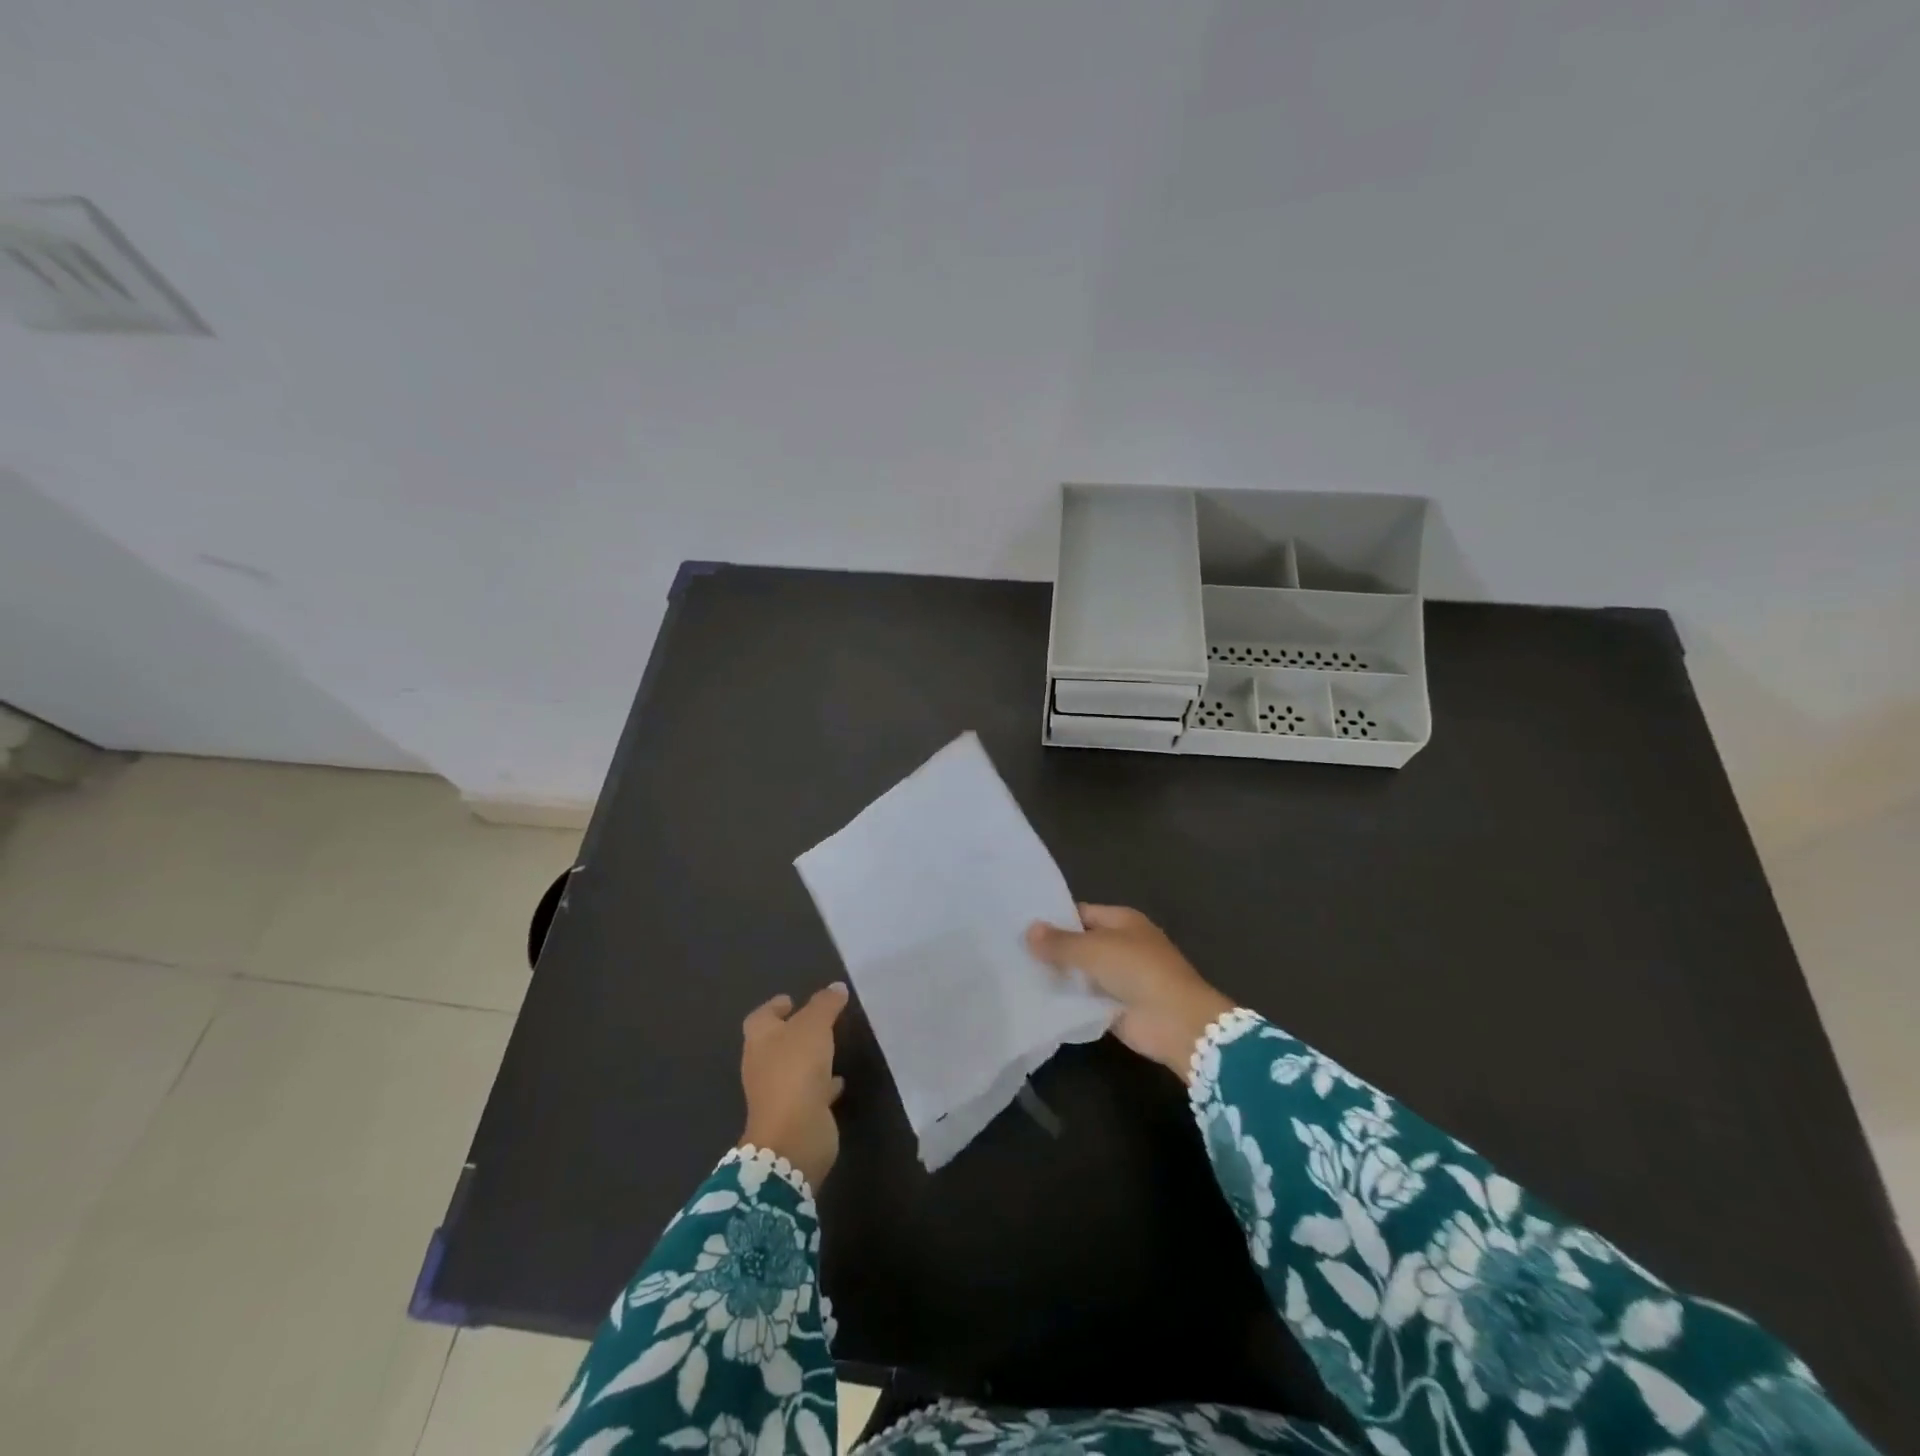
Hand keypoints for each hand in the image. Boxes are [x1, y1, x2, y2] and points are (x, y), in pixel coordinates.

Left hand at [738, 983, 848, 1189]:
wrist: (795, 1134)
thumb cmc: (796, 1069)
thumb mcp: (814, 1026)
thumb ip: (825, 1004)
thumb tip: (836, 987)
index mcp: (760, 1040)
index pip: (761, 1016)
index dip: (774, 1007)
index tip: (792, 1000)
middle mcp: (763, 1065)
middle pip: (775, 1042)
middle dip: (794, 1031)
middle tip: (819, 1020)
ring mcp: (777, 1092)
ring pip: (793, 1067)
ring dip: (809, 1057)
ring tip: (832, 1045)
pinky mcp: (795, 1114)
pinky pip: (809, 1091)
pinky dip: (822, 1083)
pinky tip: (839, 1080)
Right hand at [1026, 905, 1233, 1082]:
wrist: (1175, 1021)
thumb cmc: (1138, 971)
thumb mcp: (1094, 949)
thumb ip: (1060, 942)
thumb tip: (1029, 931)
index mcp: (1122, 921)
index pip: (1080, 913)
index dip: (1053, 918)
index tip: (1020, 925)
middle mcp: (1120, 945)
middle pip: (1079, 943)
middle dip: (1052, 948)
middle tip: (1011, 950)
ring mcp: (1118, 977)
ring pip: (1079, 972)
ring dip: (1057, 976)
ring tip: (1015, 973)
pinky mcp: (1113, 1006)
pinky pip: (1083, 999)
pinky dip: (1065, 1000)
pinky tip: (1035, 999)